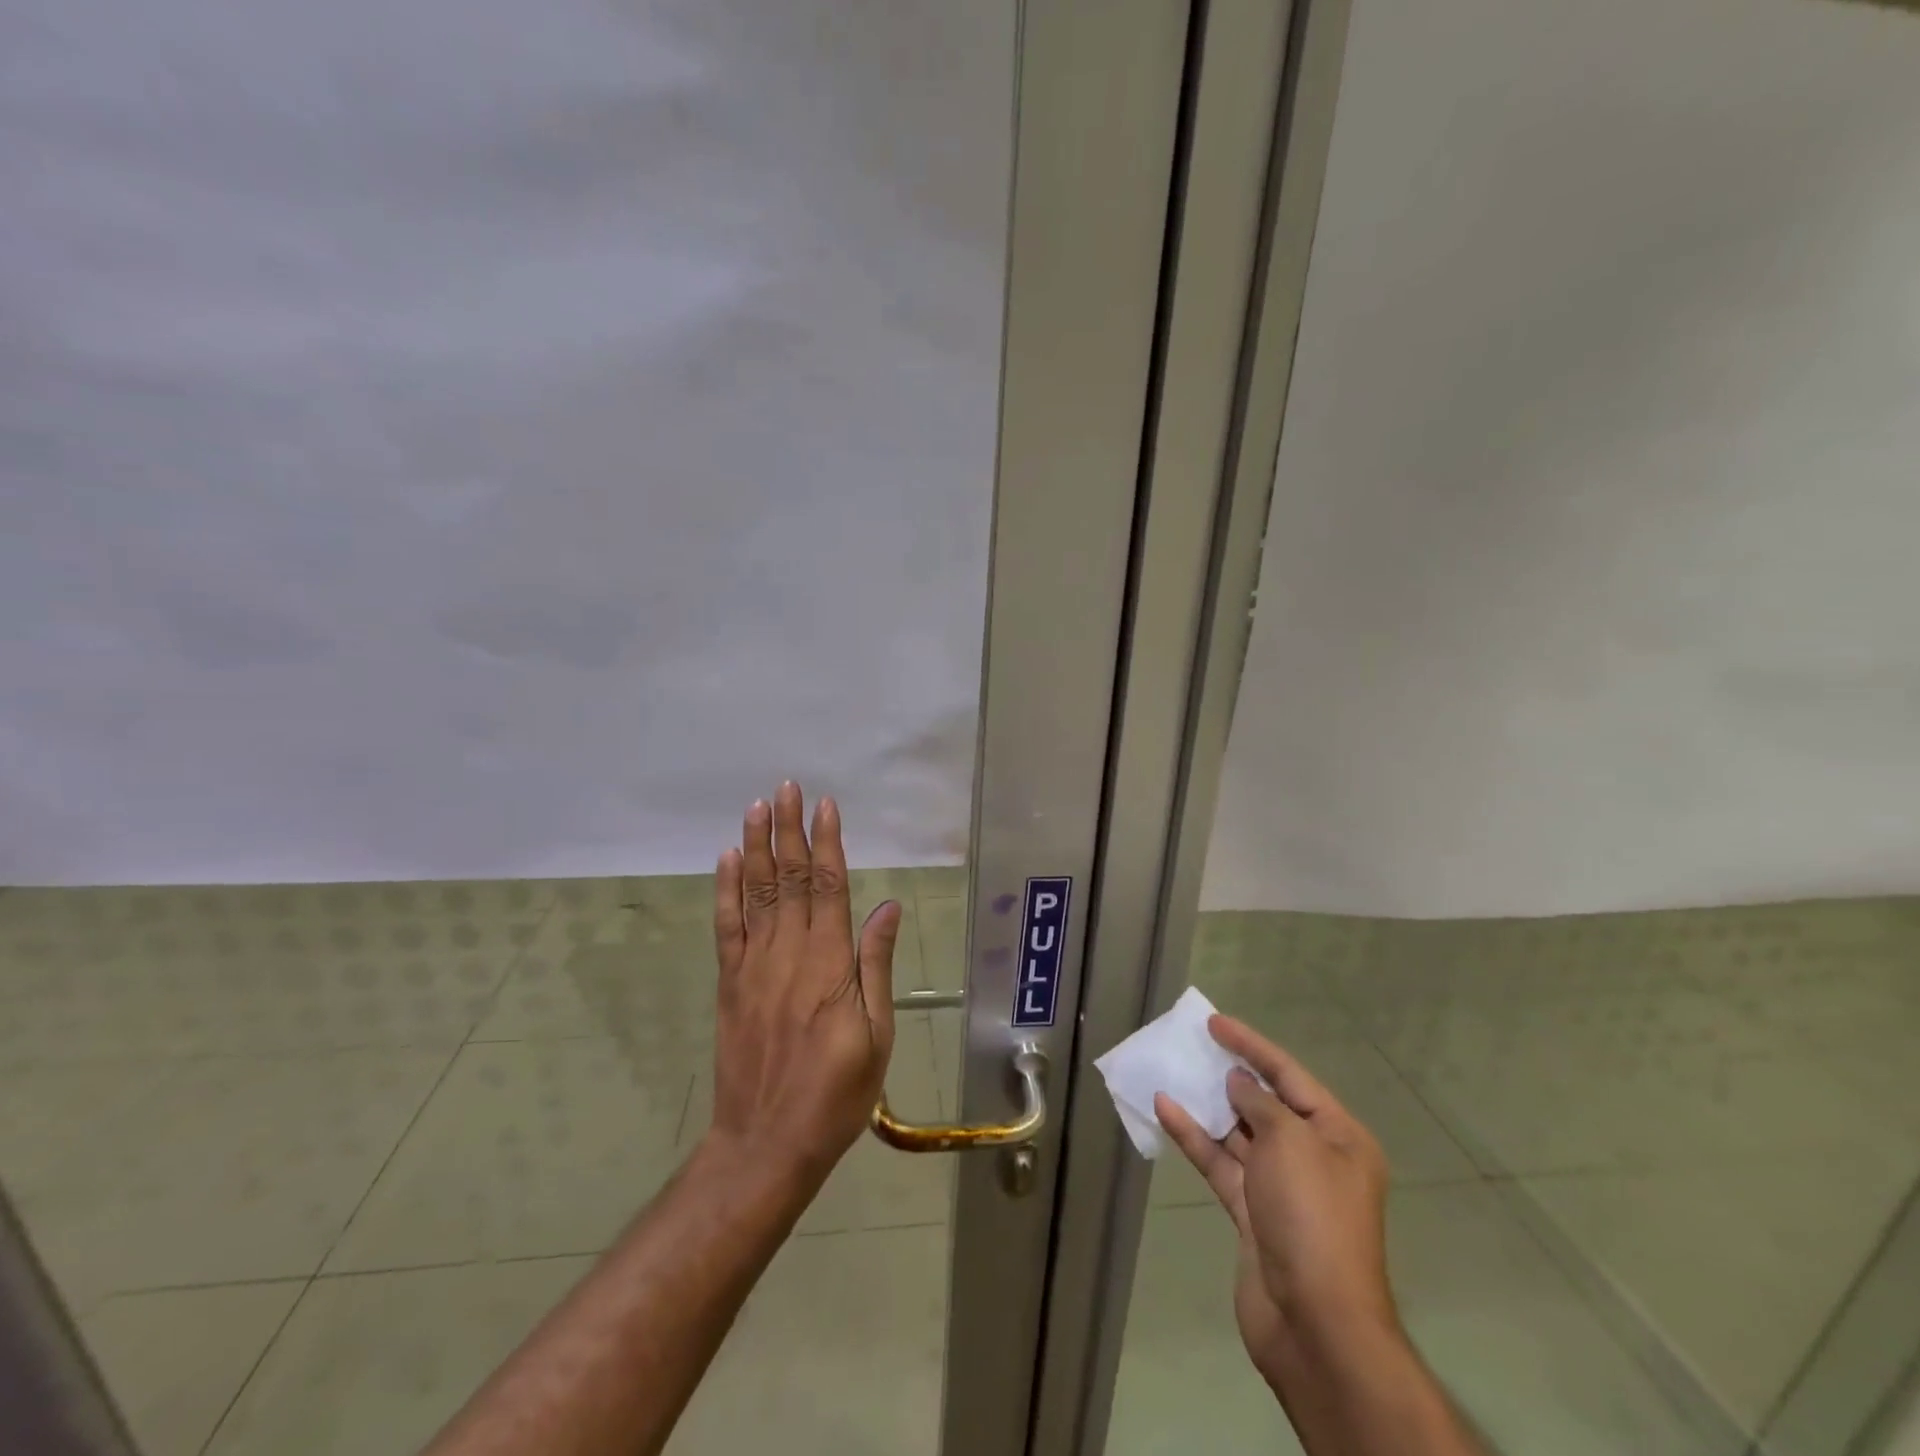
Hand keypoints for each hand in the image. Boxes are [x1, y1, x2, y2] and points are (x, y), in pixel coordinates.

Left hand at [708, 782, 901, 1190]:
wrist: (767, 1143)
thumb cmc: (836, 1094)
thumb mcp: (876, 1035)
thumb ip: (876, 966)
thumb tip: (887, 907)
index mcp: (829, 964)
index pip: (828, 887)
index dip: (827, 843)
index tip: (826, 806)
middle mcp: (789, 953)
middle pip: (789, 879)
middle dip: (789, 830)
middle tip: (787, 788)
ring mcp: (754, 966)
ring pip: (756, 893)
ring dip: (757, 847)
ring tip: (757, 807)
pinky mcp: (731, 983)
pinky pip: (726, 928)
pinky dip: (725, 891)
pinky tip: (727, 859)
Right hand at [1155, 1016, 1397, 1384]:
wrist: (1315, 1323)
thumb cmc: (1312, 1216)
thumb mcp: (1290, 1142)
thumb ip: (1260, 1103)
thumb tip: (1241, 1085)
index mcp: (1339, 1137)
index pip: (1290, 1076)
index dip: (1252, 1045)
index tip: (1215, 1023)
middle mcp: (1313, 1158)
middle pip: (1266, 1104)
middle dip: (1230, 1074)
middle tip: (1193, 1045)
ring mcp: (1281, 1188)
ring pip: (1238, 1133)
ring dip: (1207, 1105)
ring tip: (1173, 1072)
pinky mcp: (1252, 1214)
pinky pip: (1221, 1163)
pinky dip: (1195, 1138)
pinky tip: (1166, 1110)